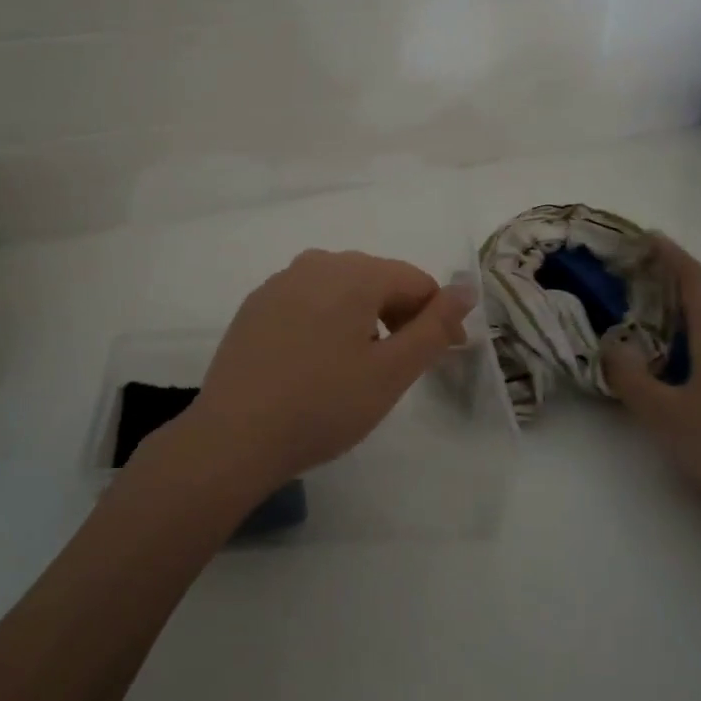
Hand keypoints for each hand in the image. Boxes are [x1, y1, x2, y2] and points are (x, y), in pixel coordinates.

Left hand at [181, 249, 475, 488]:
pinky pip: (308, 300)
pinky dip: (327, 321)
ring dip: (364, 318)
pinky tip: (318, 361)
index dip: (437, 317)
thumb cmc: (323, 405)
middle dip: (401, 315)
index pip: (415, 281)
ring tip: (362, 365)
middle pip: (378, 279)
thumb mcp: (391, 372)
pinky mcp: (256, 305)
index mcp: (354, 273)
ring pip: (342, 289)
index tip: (444, 356)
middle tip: (405, 365)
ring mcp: (281, 282)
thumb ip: (434, 326)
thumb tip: (466, 287)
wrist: (234, 436)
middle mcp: (317, 263)